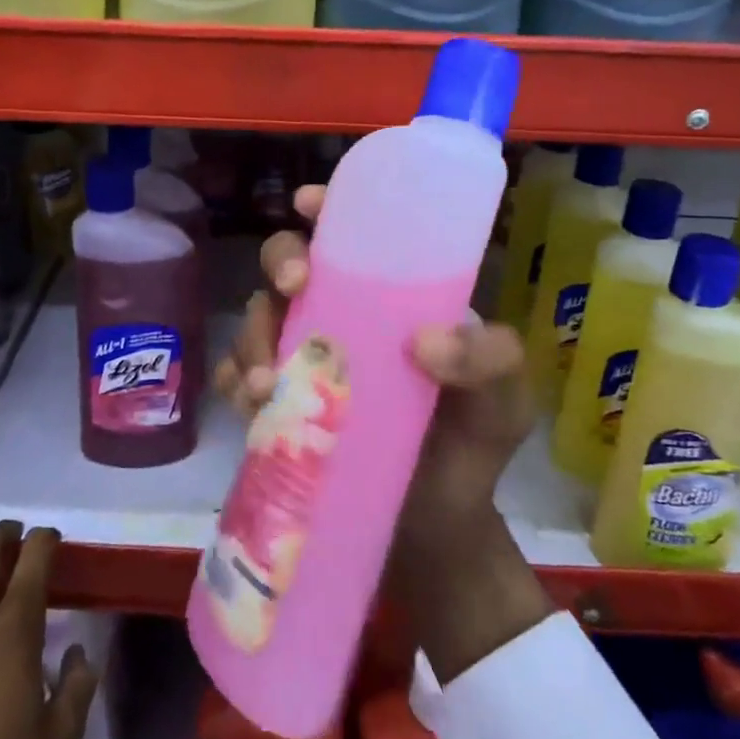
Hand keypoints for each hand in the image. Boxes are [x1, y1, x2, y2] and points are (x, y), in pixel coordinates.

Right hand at [216, 185, 551, 681]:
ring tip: (269, 383)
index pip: (352, 237)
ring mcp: (303, 361)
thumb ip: (490, 360)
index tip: (309, 205)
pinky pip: (239, 379)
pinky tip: (249, 404)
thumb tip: (424, 343)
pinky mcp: (278, 407)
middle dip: (281, 261)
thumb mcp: (505, 399)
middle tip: (295, 286)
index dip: (326, 210)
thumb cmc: (472, 447)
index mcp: (389, 299)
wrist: (437, 533)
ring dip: (252, 336)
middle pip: (289, 265)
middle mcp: (339, 317)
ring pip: (256, 319)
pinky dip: (234, 383)